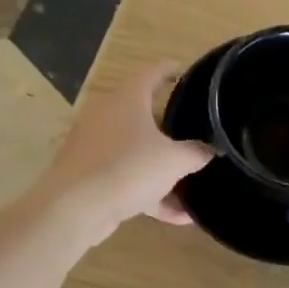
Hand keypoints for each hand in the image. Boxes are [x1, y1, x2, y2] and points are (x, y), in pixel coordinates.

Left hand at [36, 62, 213, 247]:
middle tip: (195, 129)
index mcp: (128, 99)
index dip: (171, 70)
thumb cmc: (129, 169)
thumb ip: (197, 153)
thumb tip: (213, 149)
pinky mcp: (91, 174)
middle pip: (143, 113)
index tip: (185, 71)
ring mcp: (96, 145)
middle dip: (169, 125)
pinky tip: (178, 217)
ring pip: (136, 150)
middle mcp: (108, 115)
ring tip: (191, 180)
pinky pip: (128, 178)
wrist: (75, 208)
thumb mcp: (174, 161)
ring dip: (162, 167)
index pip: (152, 73)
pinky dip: (151, 193)